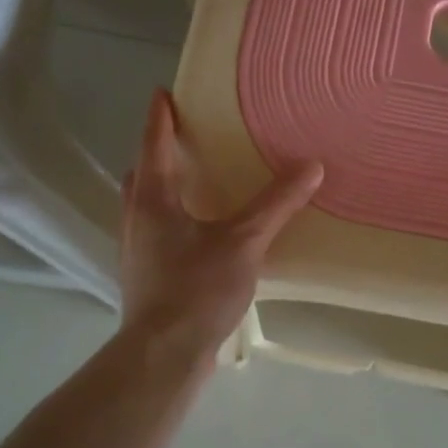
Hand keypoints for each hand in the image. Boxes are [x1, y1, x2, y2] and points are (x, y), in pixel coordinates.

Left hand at [119, 89, 323, 356]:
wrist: (162, 355)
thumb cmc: (197, 289)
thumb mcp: (244, 242)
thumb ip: (277, 204)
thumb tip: (312, 166)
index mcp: (153, 198)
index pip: (153, 143)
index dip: (160, 116)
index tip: (162, 92)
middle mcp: (136, 216)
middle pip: (142, 172)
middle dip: (159, 150)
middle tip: (185, 137)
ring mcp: (136, 248)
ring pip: (145, 202)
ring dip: (163, 184)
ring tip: (194, 180)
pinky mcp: (144, 273)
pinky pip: (155, 228)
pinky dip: (171, 215)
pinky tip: (198, 231)